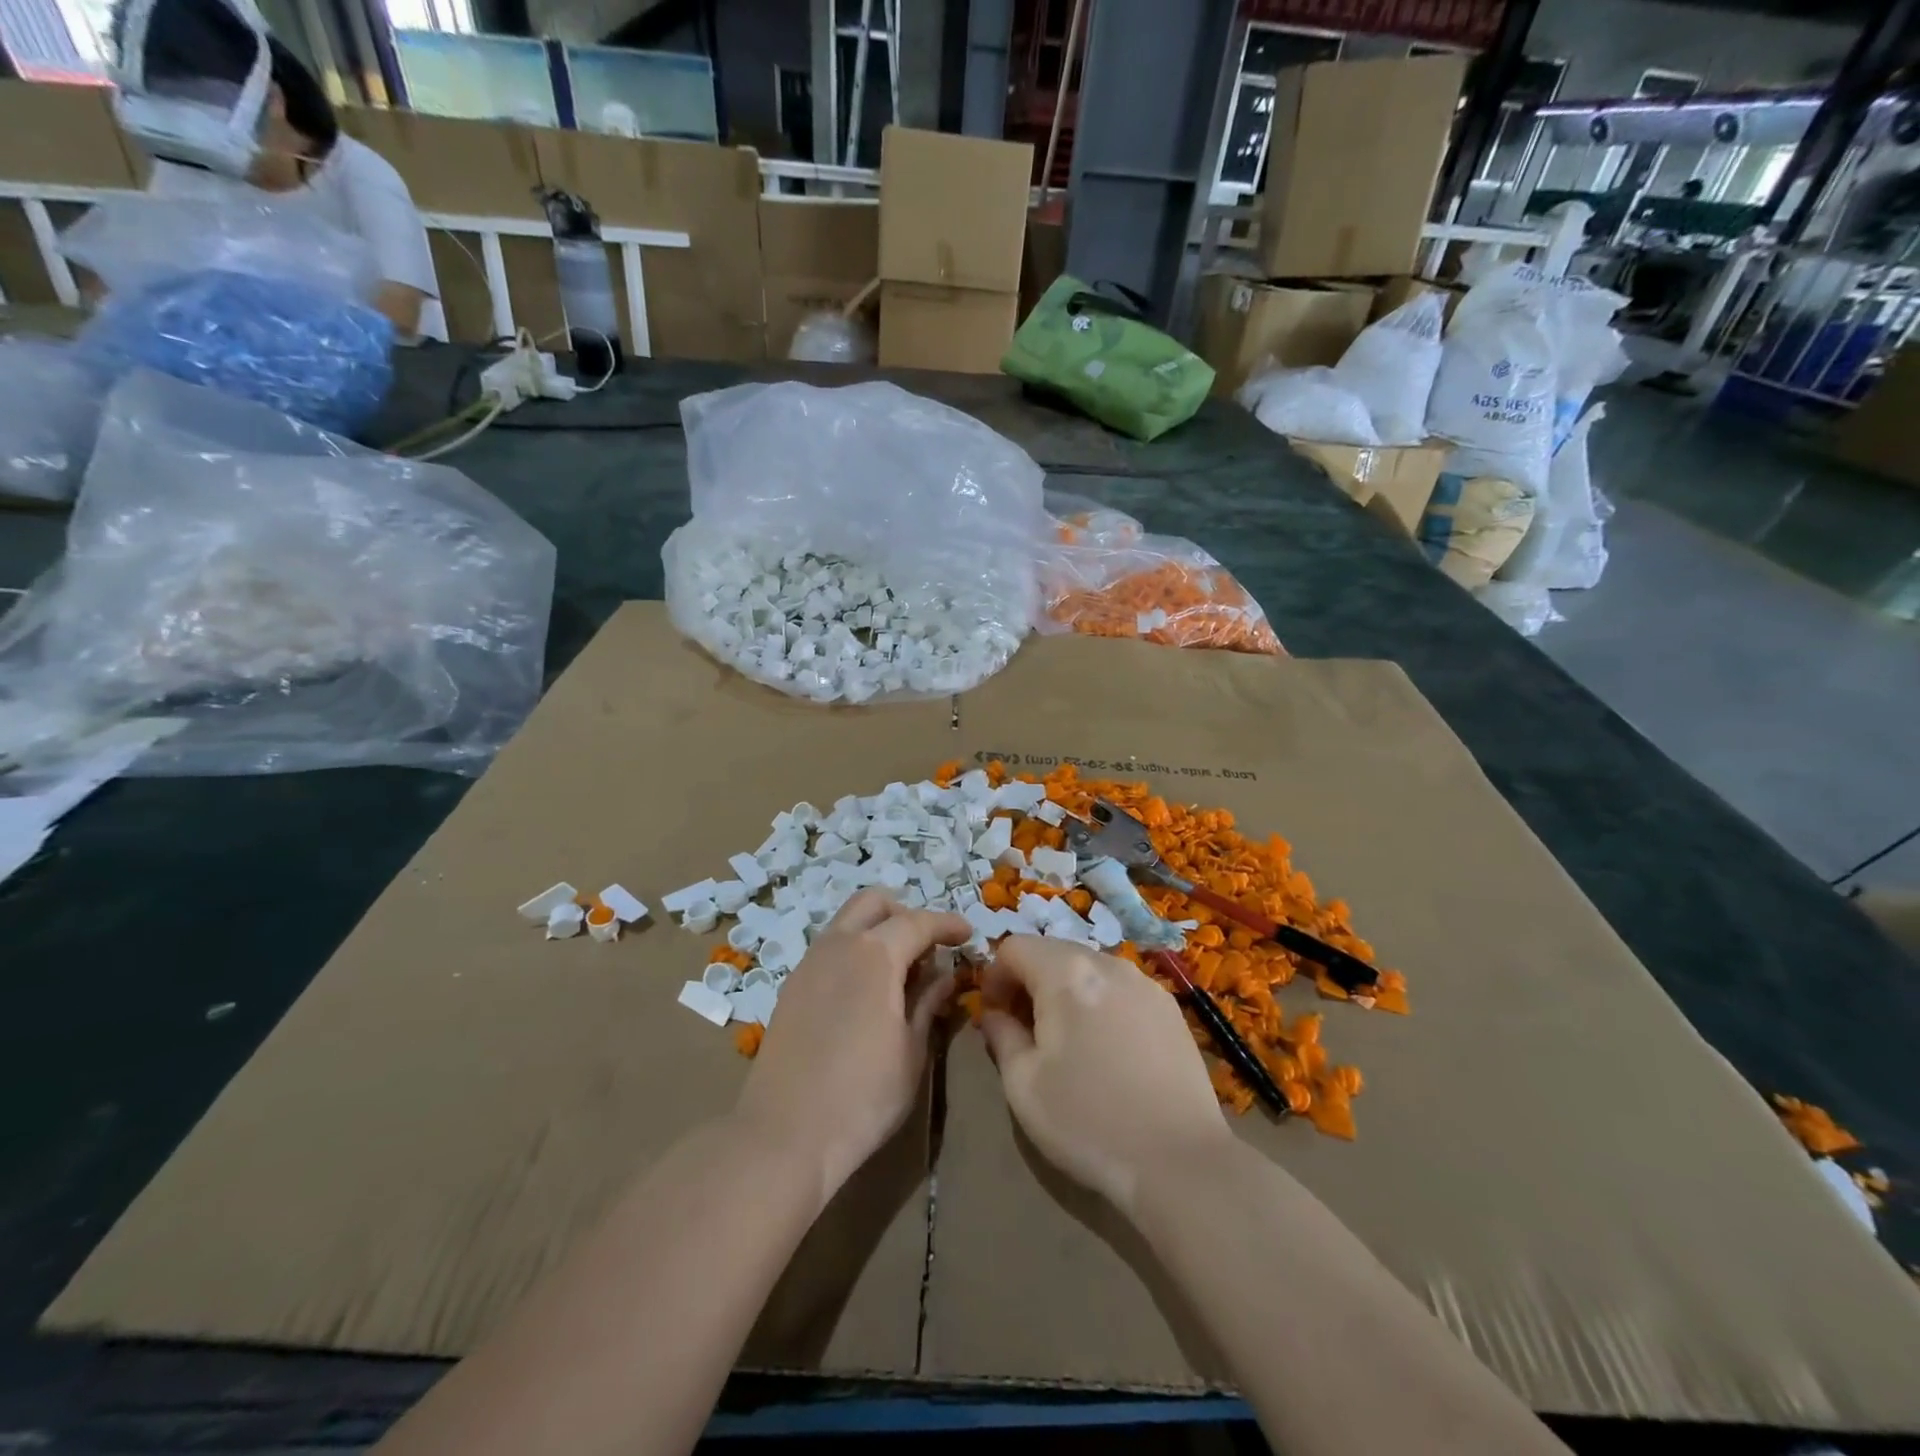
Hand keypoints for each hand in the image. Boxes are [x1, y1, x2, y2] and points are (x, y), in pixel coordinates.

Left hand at [735, 890, 969, 1197]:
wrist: (784, 1135)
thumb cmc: (864, 1095)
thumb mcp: (912, 1050)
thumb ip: (929, 1002)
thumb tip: (946, 974)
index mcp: (874, 954)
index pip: (918, 921)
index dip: (947, 924)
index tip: (968, 934)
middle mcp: (838, 945)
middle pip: (874, 903)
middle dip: (906, 914)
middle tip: (928, 948)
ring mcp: (808, 964)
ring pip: (847, 922)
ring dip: (877, 931)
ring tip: (900, 972)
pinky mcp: (791, 987)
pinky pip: (829, 949)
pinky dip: (854, 952)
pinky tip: (867, 992)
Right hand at [980, 937, 1234, 1211]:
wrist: (1179, 1162)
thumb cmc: (1088, 1121)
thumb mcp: (1023, 1084)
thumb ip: (1001, 1035)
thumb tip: (994, 1014)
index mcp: (1066, 973)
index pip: (1014, 947)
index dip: (995, 977)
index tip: (995, 1016)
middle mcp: (1107, 963)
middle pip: (1052, 951)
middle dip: (1030, 981)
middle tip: (1026, 1030)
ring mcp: (1145, 983)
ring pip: (1089, 969)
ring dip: (1066, 991)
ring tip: (1068, 1041)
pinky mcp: (1170, 1008)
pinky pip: (1120, 989)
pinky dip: (1101, 1003)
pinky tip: (1108, 1050)